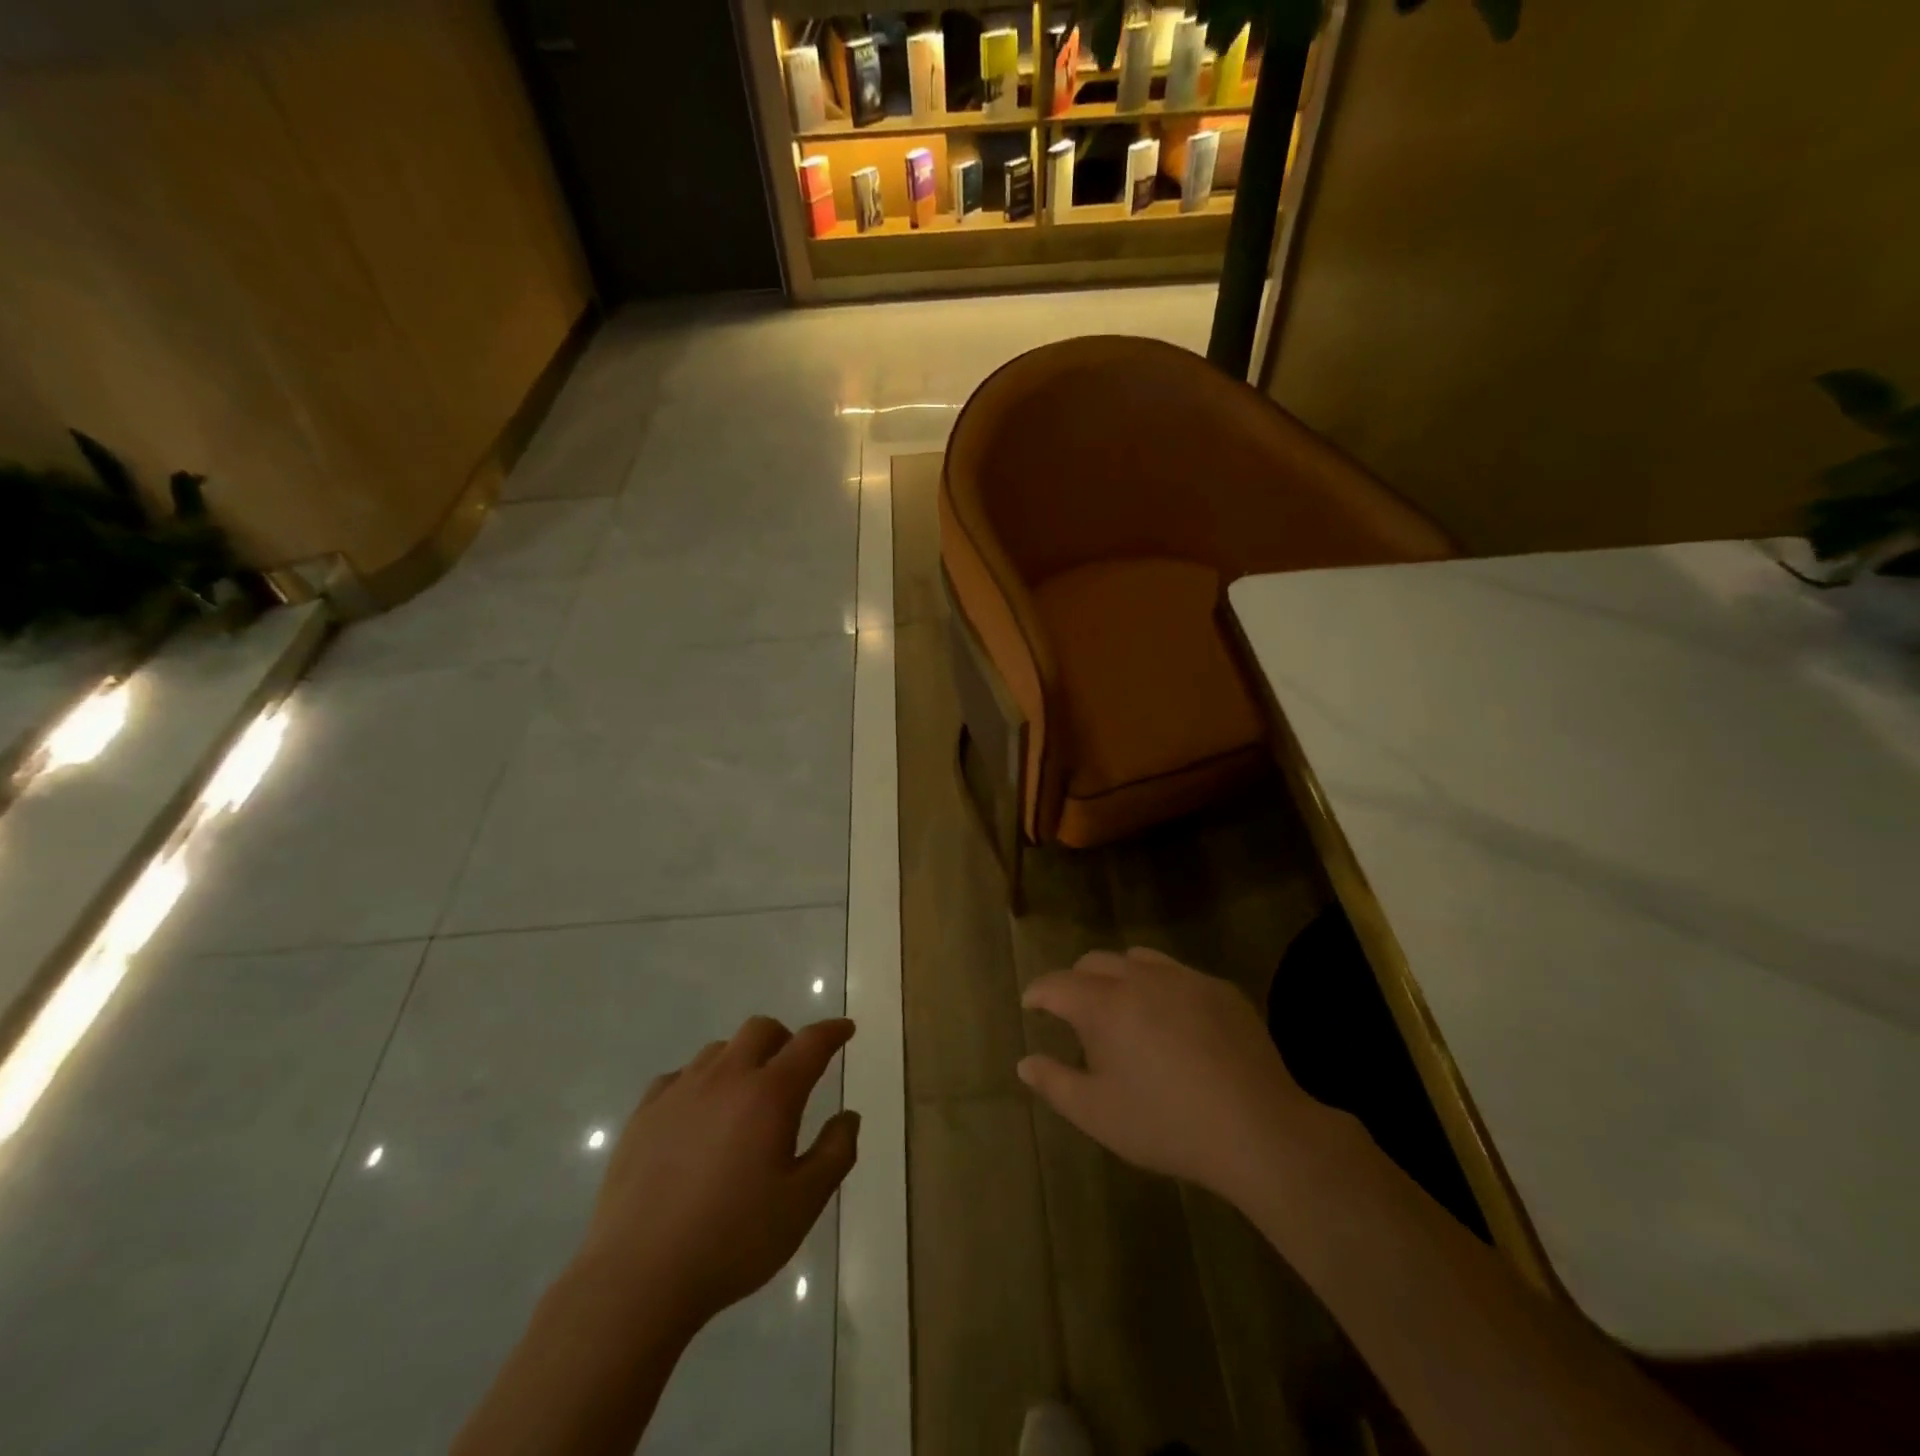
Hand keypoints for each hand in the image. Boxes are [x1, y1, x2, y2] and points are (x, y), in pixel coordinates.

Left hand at [577, 1016, 859, 1331]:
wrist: (637, 1277)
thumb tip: (848, 1116)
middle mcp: (726, 1077)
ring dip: (742, 1059)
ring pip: (719, 1050)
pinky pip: (680, 1076)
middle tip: (793, 1070)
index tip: (845, 1030)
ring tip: (744, 1098)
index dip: (832, 1032)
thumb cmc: (732, 1240)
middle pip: (761, 1030)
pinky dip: (700, 1083)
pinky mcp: (644, 1114)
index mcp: (770, 1094)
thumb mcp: (803, 1204)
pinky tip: (698, 1117)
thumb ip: (835, 1153)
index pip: (810, 1043)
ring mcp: (679, 1091)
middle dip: (785, 1039)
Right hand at [1018, 948, 1323, 1204]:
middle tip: (1075, 1013)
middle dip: (1077, 982)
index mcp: (1104, 1005)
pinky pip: (1178, 974)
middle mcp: (1140, 978)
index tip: (1031, 1005)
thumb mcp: (1099, 1114)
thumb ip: (1055, 1083)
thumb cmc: (1167, 1125)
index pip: (1057, 984)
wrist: (1258, 1129)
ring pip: (1138, 959)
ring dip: (1119, 976)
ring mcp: (1184, 978)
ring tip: (1123, 1009)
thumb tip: (1025, 1063)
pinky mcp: (1219, 989)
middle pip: (1095, 963)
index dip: (1039, 993)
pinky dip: (1161, 987)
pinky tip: (1172, 1022)